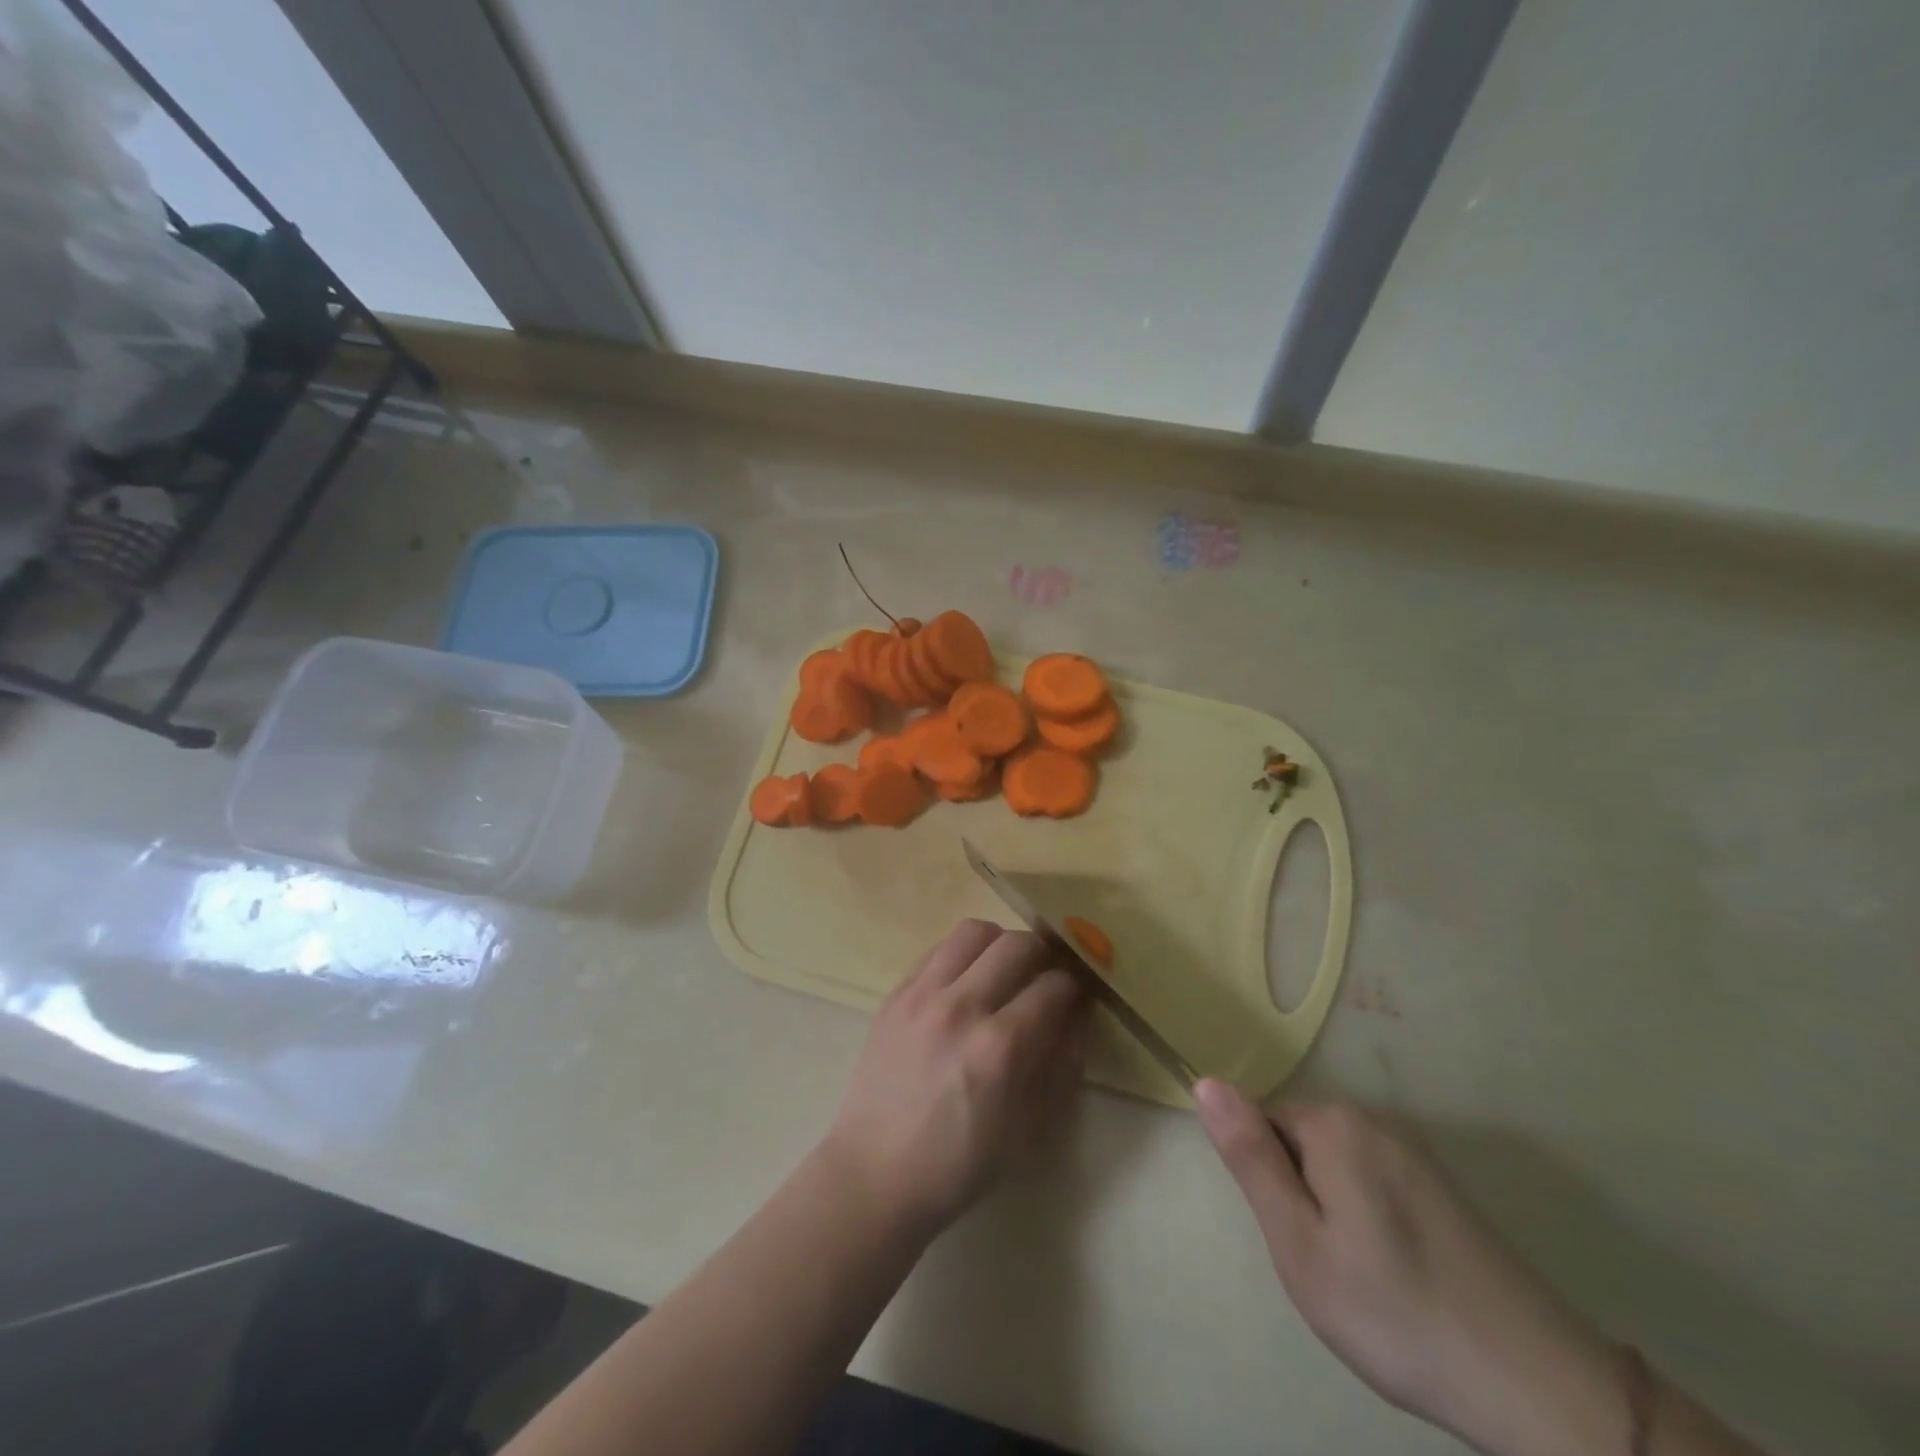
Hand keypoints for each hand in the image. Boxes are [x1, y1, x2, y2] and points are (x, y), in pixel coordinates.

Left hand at [821, 920, 1088, 1236]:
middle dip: (1043, 955)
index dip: (1073, 988)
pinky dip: (962, 955)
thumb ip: (1061, 1065)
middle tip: (1042, 976)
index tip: (1074, 997)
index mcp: (1000, 1048)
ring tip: (1003, 969)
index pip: (1053, 986)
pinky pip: (938, 949)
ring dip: (1000, 943)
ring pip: (974, 932)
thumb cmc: (960, 1164)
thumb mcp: (1029, 1128)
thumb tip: (1077, 1016)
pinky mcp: (896, 993)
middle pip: (1017, 945)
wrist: (876, 1173)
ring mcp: (923, 995)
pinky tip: (965, 980)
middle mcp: (962, 1007)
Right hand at [1195, 1082, 1624, 1455]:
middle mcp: (1373, 1119)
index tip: (1294, 1236)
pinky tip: (1395, 1274)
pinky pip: (1372, 1181)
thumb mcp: (1300, 1244)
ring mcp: (1413, 1150)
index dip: (1265, 1180)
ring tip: (1360, 1276)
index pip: (1260, 1121)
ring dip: (1331, 1209)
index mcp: (1334, 1123)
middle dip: (1297, 1193)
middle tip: (1324, 1264)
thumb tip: (1205, 1082)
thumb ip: (1250, 1158)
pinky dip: (1367, 1219)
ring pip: (1334, 1164)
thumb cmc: (1395, 1313)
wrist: (1537, 1386)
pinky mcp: (1441, 1183)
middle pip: (1299, 1139)